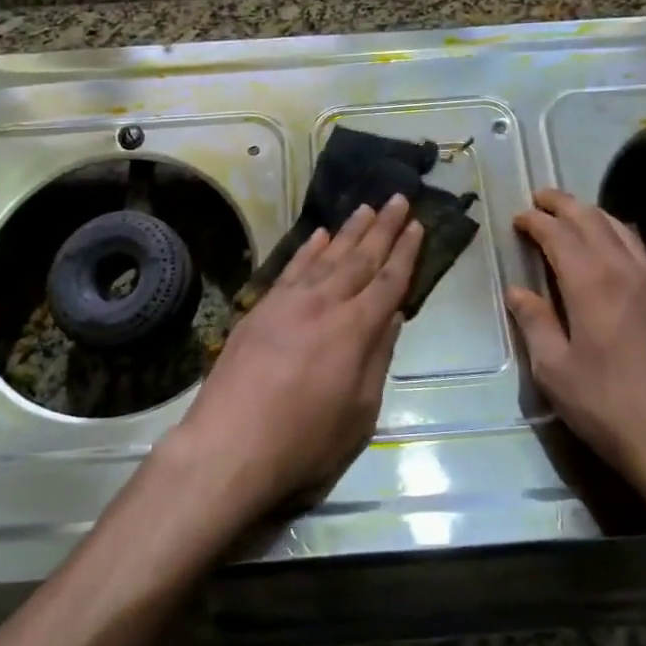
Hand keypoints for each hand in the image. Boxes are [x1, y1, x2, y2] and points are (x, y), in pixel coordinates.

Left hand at [170, 194, 422, 522]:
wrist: (228, 447)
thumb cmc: (304, 443)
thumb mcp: (359, 414)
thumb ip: (377, 359)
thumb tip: (393, 317)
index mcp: (355, 330)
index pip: (388, 282)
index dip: (405, 253)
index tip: (418, 225)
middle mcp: (324, 305)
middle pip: (360, 258)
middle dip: (383, 228)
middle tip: (398, 198)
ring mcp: (288, 303)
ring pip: (326, 257)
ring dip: (348, 231)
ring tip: (366, 208)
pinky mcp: (260, 310)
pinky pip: (290, 269)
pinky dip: (308, 249)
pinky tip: (318, 235)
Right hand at [504, 189, 645, 534]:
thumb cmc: (607, 405)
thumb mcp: (554, 370)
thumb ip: (535, 323)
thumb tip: (518, 292)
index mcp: (591, 282)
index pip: (560, 235)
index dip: (537, 221)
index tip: (519, 217)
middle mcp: (625, 271)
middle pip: (593, 221)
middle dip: (564, 205)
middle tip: (541, 198)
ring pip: (622, 230)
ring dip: (593, 214)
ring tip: (572, 213)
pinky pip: (638, 250)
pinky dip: (616, 234)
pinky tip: (610, 247)